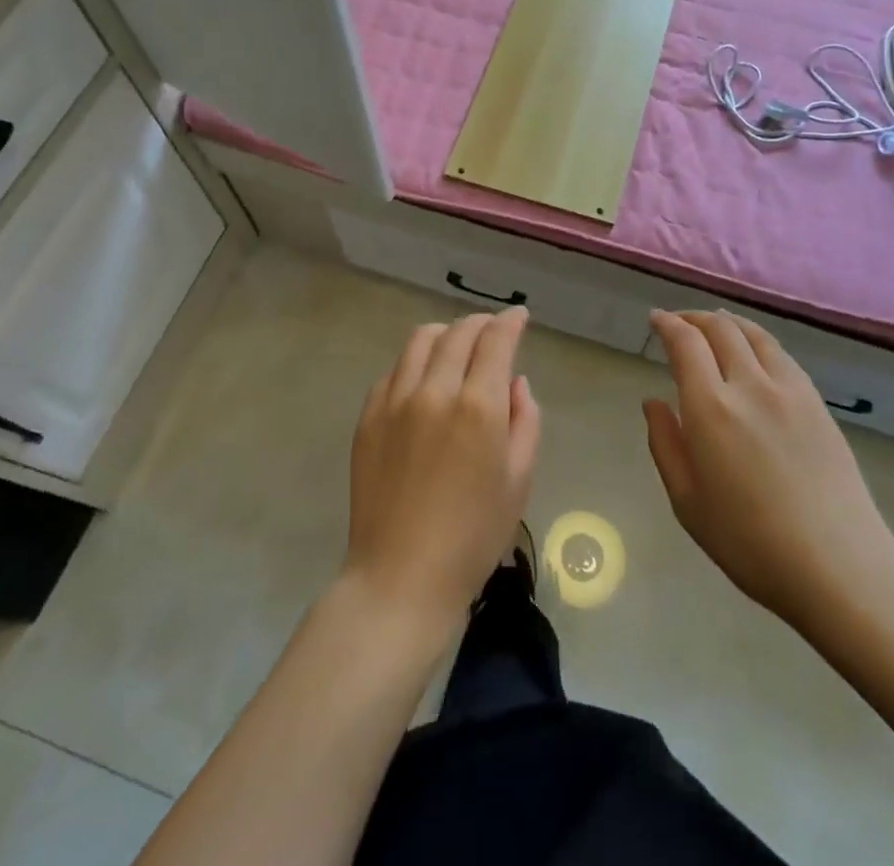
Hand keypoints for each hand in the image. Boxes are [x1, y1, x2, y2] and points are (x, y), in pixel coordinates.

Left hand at [344, 309, 541, 639]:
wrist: (401, 577)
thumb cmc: (473, 536)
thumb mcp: (519, 480)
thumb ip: (524, 421)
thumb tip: (515, 383)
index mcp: (478, 407)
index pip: (495, 340)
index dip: (510, 322)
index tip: (519, 316)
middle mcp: (435, 391)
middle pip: (458, 333)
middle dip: (481, 323)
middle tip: (493, 330)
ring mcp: (395, 401)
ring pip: (421, 340)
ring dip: (445, 333)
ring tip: (456, 345)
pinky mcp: (368, 416)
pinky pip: (394, 370)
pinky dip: (415, 361)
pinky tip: (423, 377)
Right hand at [644, 311, 893, 636]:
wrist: (839, 567)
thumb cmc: (750, 543)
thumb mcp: (687, 502)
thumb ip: (665, 443)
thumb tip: (653, 402)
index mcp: (711, 408)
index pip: (685, 343)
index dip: (668, 324)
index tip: (655, 319)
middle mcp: (750, 385)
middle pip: (720, 328)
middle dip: (694, 317)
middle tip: (678, 322)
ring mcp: (789, 390)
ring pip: (754, 333)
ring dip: (727, 321)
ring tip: (714, 324)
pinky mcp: (817, 402)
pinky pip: (781, 354)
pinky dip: (757, 339)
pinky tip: (754, 351)